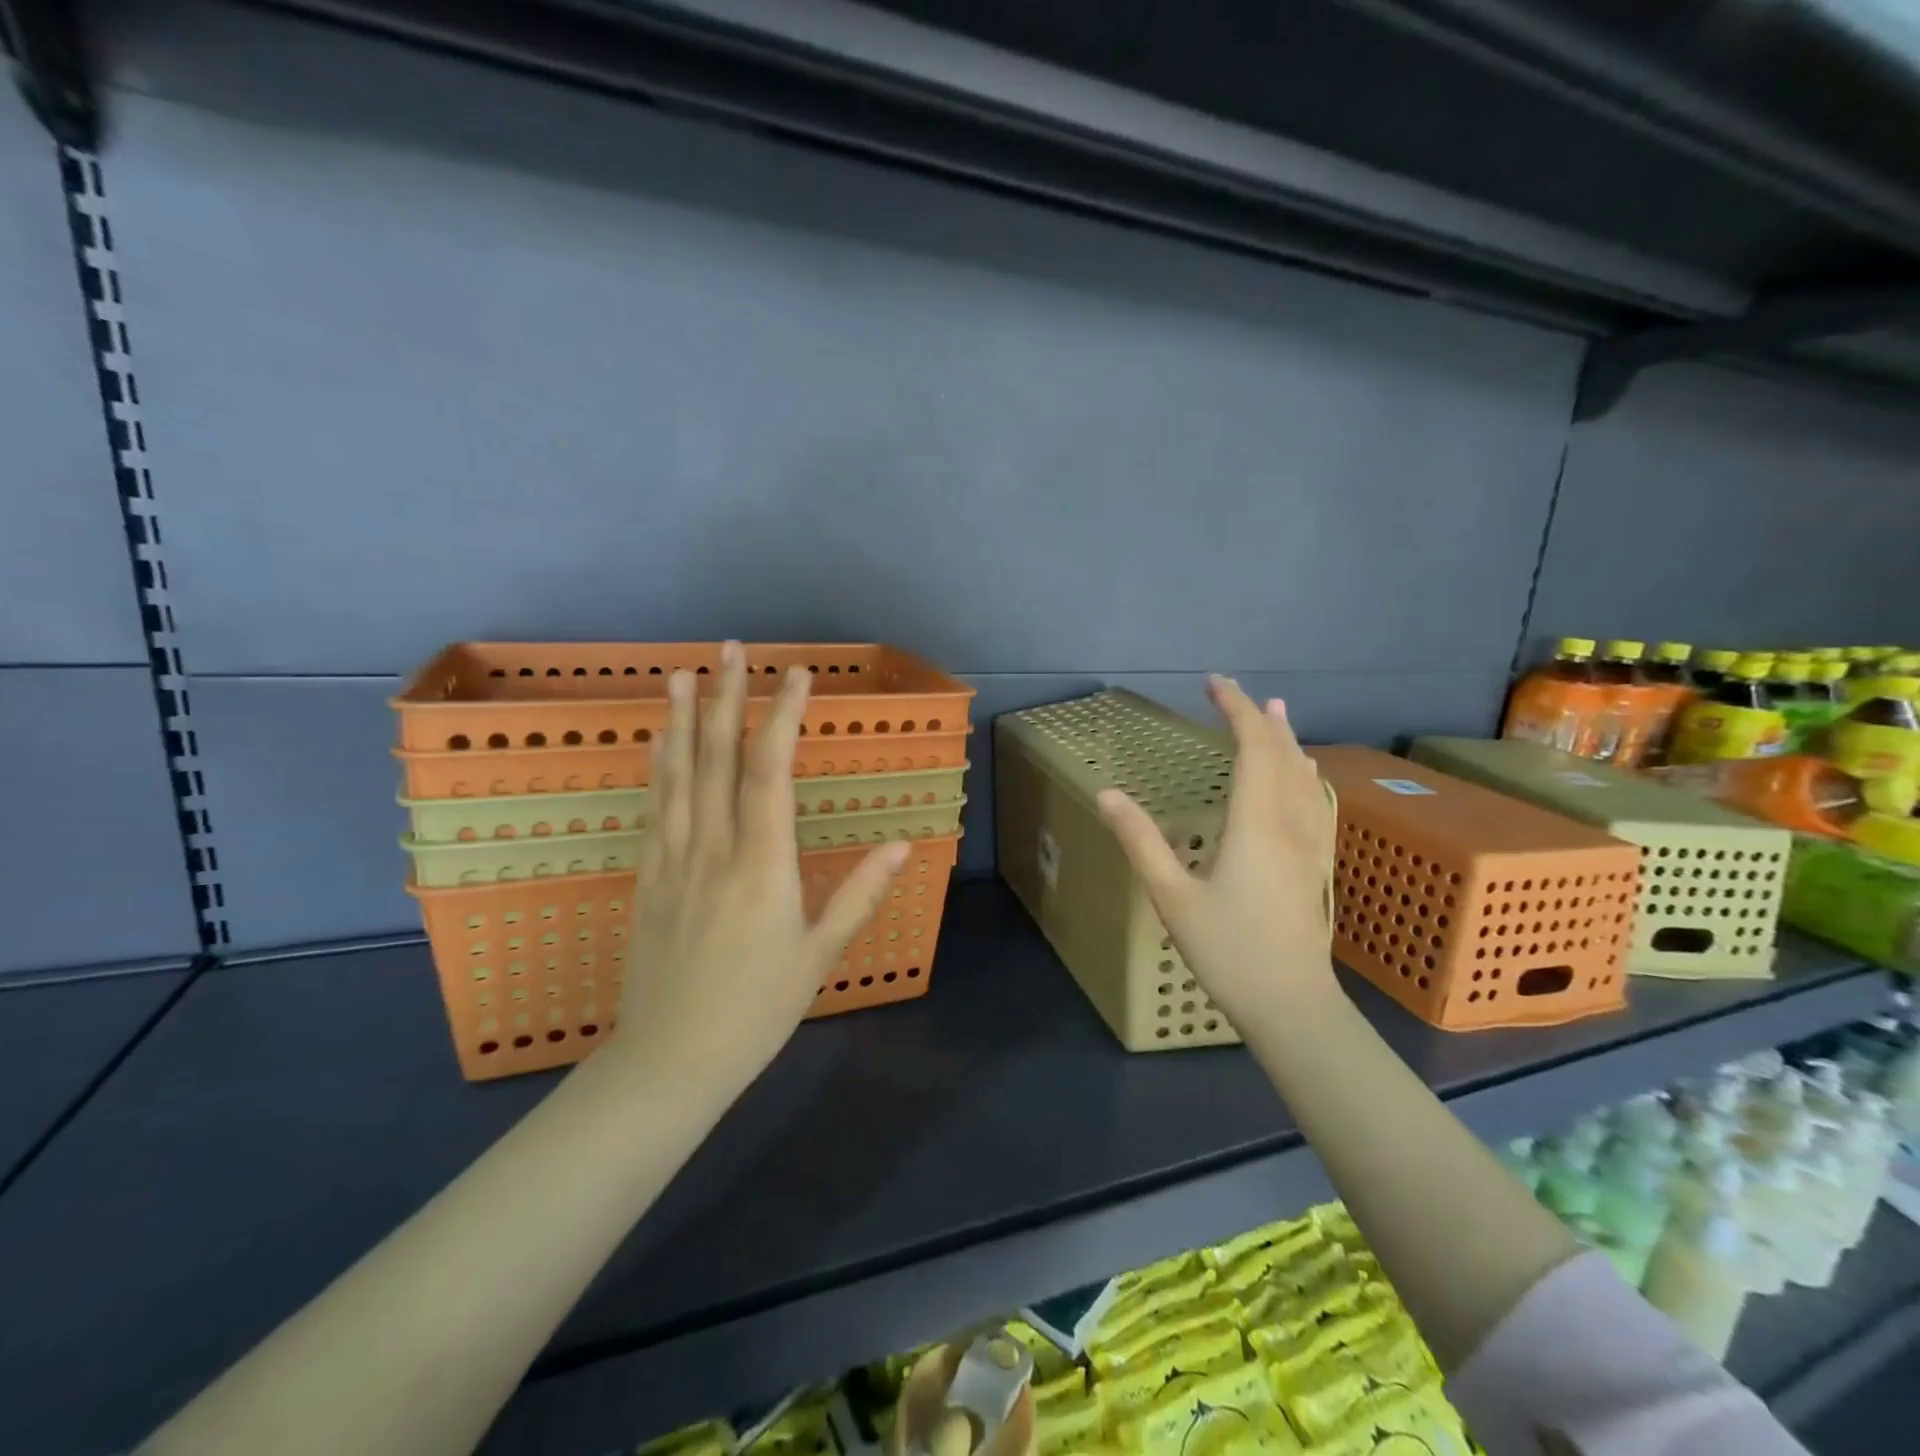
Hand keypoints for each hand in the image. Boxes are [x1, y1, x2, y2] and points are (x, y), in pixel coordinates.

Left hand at [612, 642, 908, 1093]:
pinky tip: (658, 740)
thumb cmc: (758, 1009)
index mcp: (763, 865)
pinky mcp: (647, 876)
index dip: (784, 717)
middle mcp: (715, 848)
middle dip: (728, 698)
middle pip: (719, 758)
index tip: (798, 676)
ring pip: (678, 775)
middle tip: (733, 649)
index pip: (772, 771)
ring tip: (683, 673)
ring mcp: (674, 859)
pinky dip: (658, 766)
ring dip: (683, 720)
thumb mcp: (820, 955)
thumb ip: (860, 894)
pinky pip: (654, 808)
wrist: (671, 1059)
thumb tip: (904, 845)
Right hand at [1096, 675, 1339, 1033]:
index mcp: (1257, 823)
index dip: (1234, 710)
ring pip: (1304, 776)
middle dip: (1259, 718)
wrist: (1292, 1006)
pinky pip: (1315, 801)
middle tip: (1236, 692)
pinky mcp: (1317, 863)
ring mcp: (1311, 844)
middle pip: (1282, 755)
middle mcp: (1290, 822)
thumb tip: (1107, 793)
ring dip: (1286, 740)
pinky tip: (1304, 777)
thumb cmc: (1229, 951)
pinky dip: (1304, 773)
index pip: (1252, 748)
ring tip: (1276, 714)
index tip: (1212, 684)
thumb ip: (1140, 841)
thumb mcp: (1171, 897)